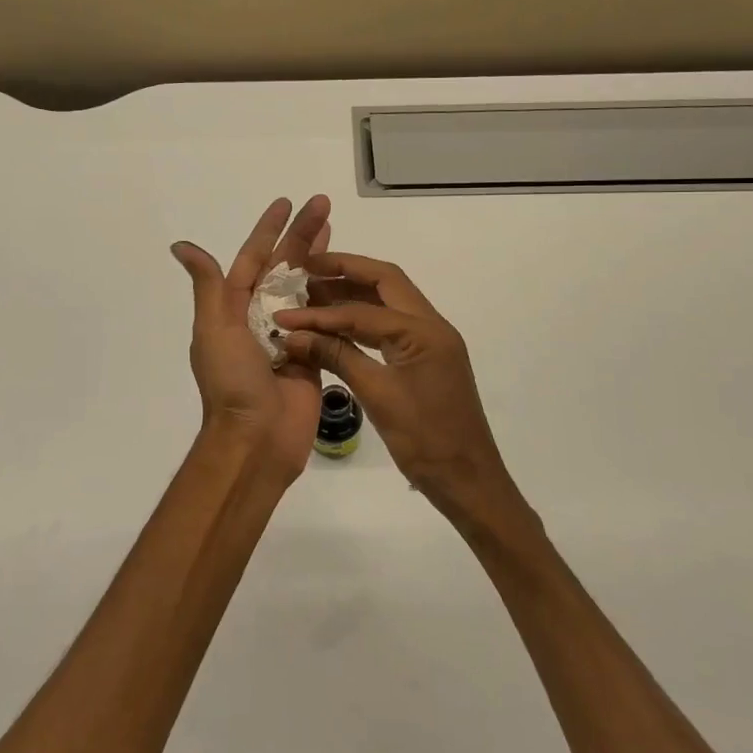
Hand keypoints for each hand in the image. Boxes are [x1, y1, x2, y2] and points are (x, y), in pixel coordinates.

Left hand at [172, 195, 331, 482]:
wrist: (257, 439)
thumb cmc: (232, 381)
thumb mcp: (214, 329)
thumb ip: (209, 286)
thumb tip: (181, 246)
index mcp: (235, 307)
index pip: (254, 257)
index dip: (269, 229)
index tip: (286, 203)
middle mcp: (261, 316)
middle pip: (285, 266)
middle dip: (303, 235)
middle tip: (324, 204)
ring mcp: (290, 334)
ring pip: (307, 287)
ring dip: (321, 258)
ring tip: (337, 229)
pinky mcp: (314, 354)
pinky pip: (326, 318)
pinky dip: (336, 296)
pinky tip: (351, 278)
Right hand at [274, 254, 524, 528]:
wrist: (467, 481)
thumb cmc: (425, 440)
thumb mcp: (378, 395)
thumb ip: (337, 357)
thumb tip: (293, 336)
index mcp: (424, 331)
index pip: (363, 310)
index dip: (321, 311)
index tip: (284, 315)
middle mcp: (431, 326)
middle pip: (385, 282)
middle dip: (345, 271)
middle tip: (306, 271)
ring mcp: (430, 341)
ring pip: (388, 303)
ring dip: (352, 295)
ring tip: (311, 293)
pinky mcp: (424, 358)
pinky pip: (390, 327)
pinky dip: (361, 321)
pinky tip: (333, 326)